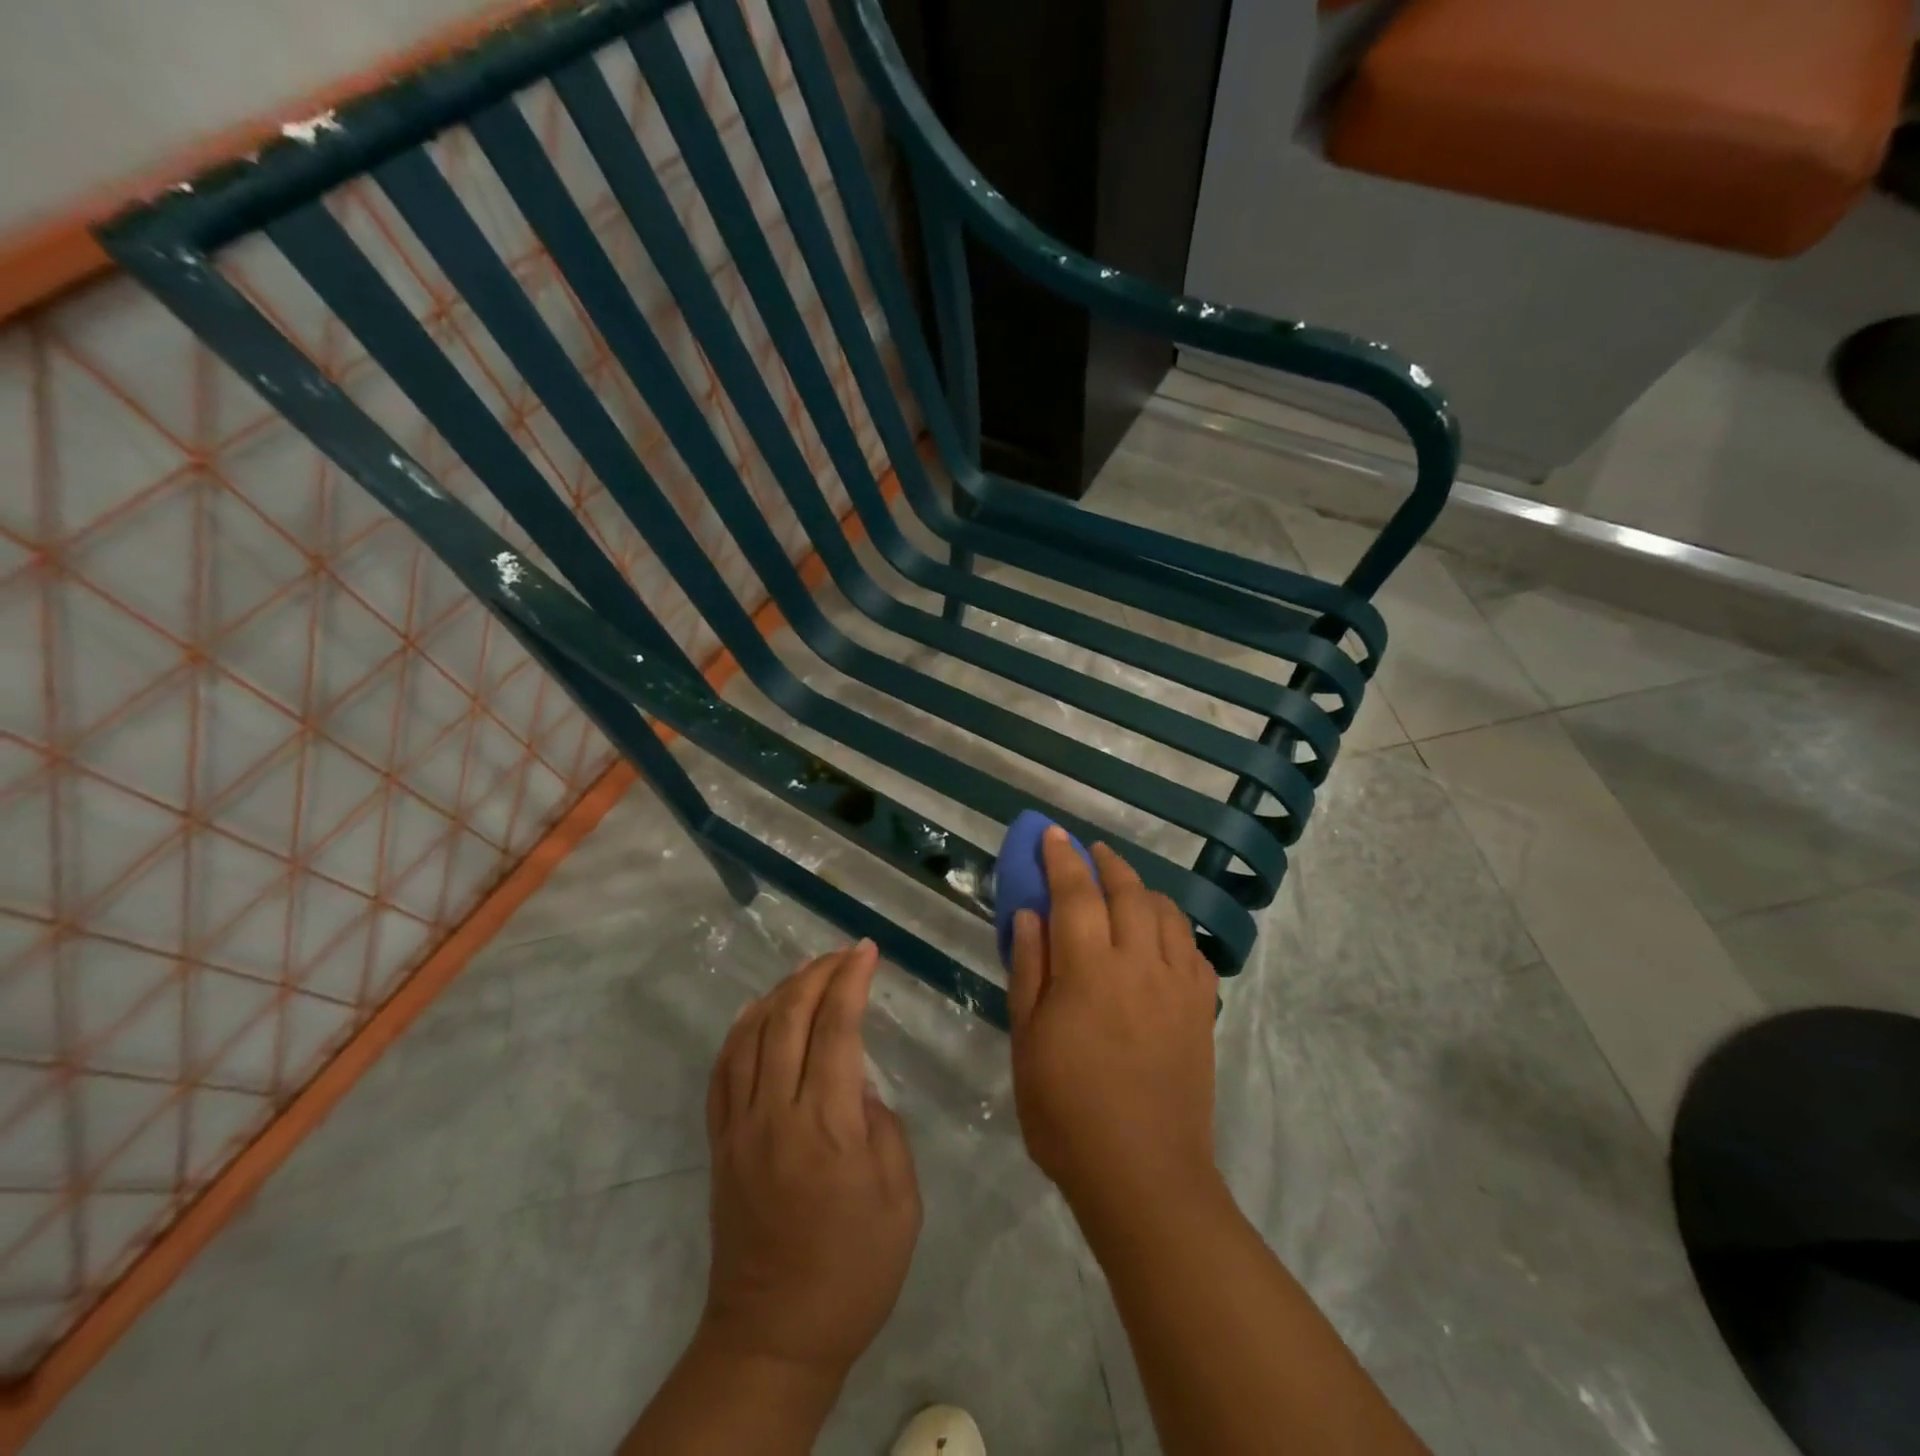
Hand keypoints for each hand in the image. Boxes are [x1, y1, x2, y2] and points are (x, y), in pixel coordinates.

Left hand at [698, 940, 920, 1385]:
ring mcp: (740, 1126)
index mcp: (828, 1125)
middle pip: (789, 1018)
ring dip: (781, 991)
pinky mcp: (720, 1143)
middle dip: (818, 973)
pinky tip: (755, 1010)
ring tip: (808, 971)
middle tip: (844, 952)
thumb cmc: (854, 1269)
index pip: (837, 1028)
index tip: (867, 950)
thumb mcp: (899, 1198)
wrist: (775, 1335)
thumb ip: (883, 1127)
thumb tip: (858, 1087)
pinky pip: (722, 1070)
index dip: (851, 980)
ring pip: (751, 1035)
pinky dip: (739, 1030)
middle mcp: (777, 1113)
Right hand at [1009, 831, 1219, 1213]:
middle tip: (1089, 851)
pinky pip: (1192, 949)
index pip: (1076, 894)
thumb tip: (1029, 915)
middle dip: (1106, 863)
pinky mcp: (1201, 1010)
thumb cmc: (1067, 1112)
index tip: (1052, 834)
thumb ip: (1030, 970)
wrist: (1143, 1174)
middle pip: (1128, 892)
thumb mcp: (1028, 1042)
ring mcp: (1177, 985)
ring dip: (1142, 888)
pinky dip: (1173, 927)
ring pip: (1166, 913)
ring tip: (1124, 886)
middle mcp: (1139, 964)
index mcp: (1090, 970)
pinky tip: (1161, 935)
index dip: (1062, 859)